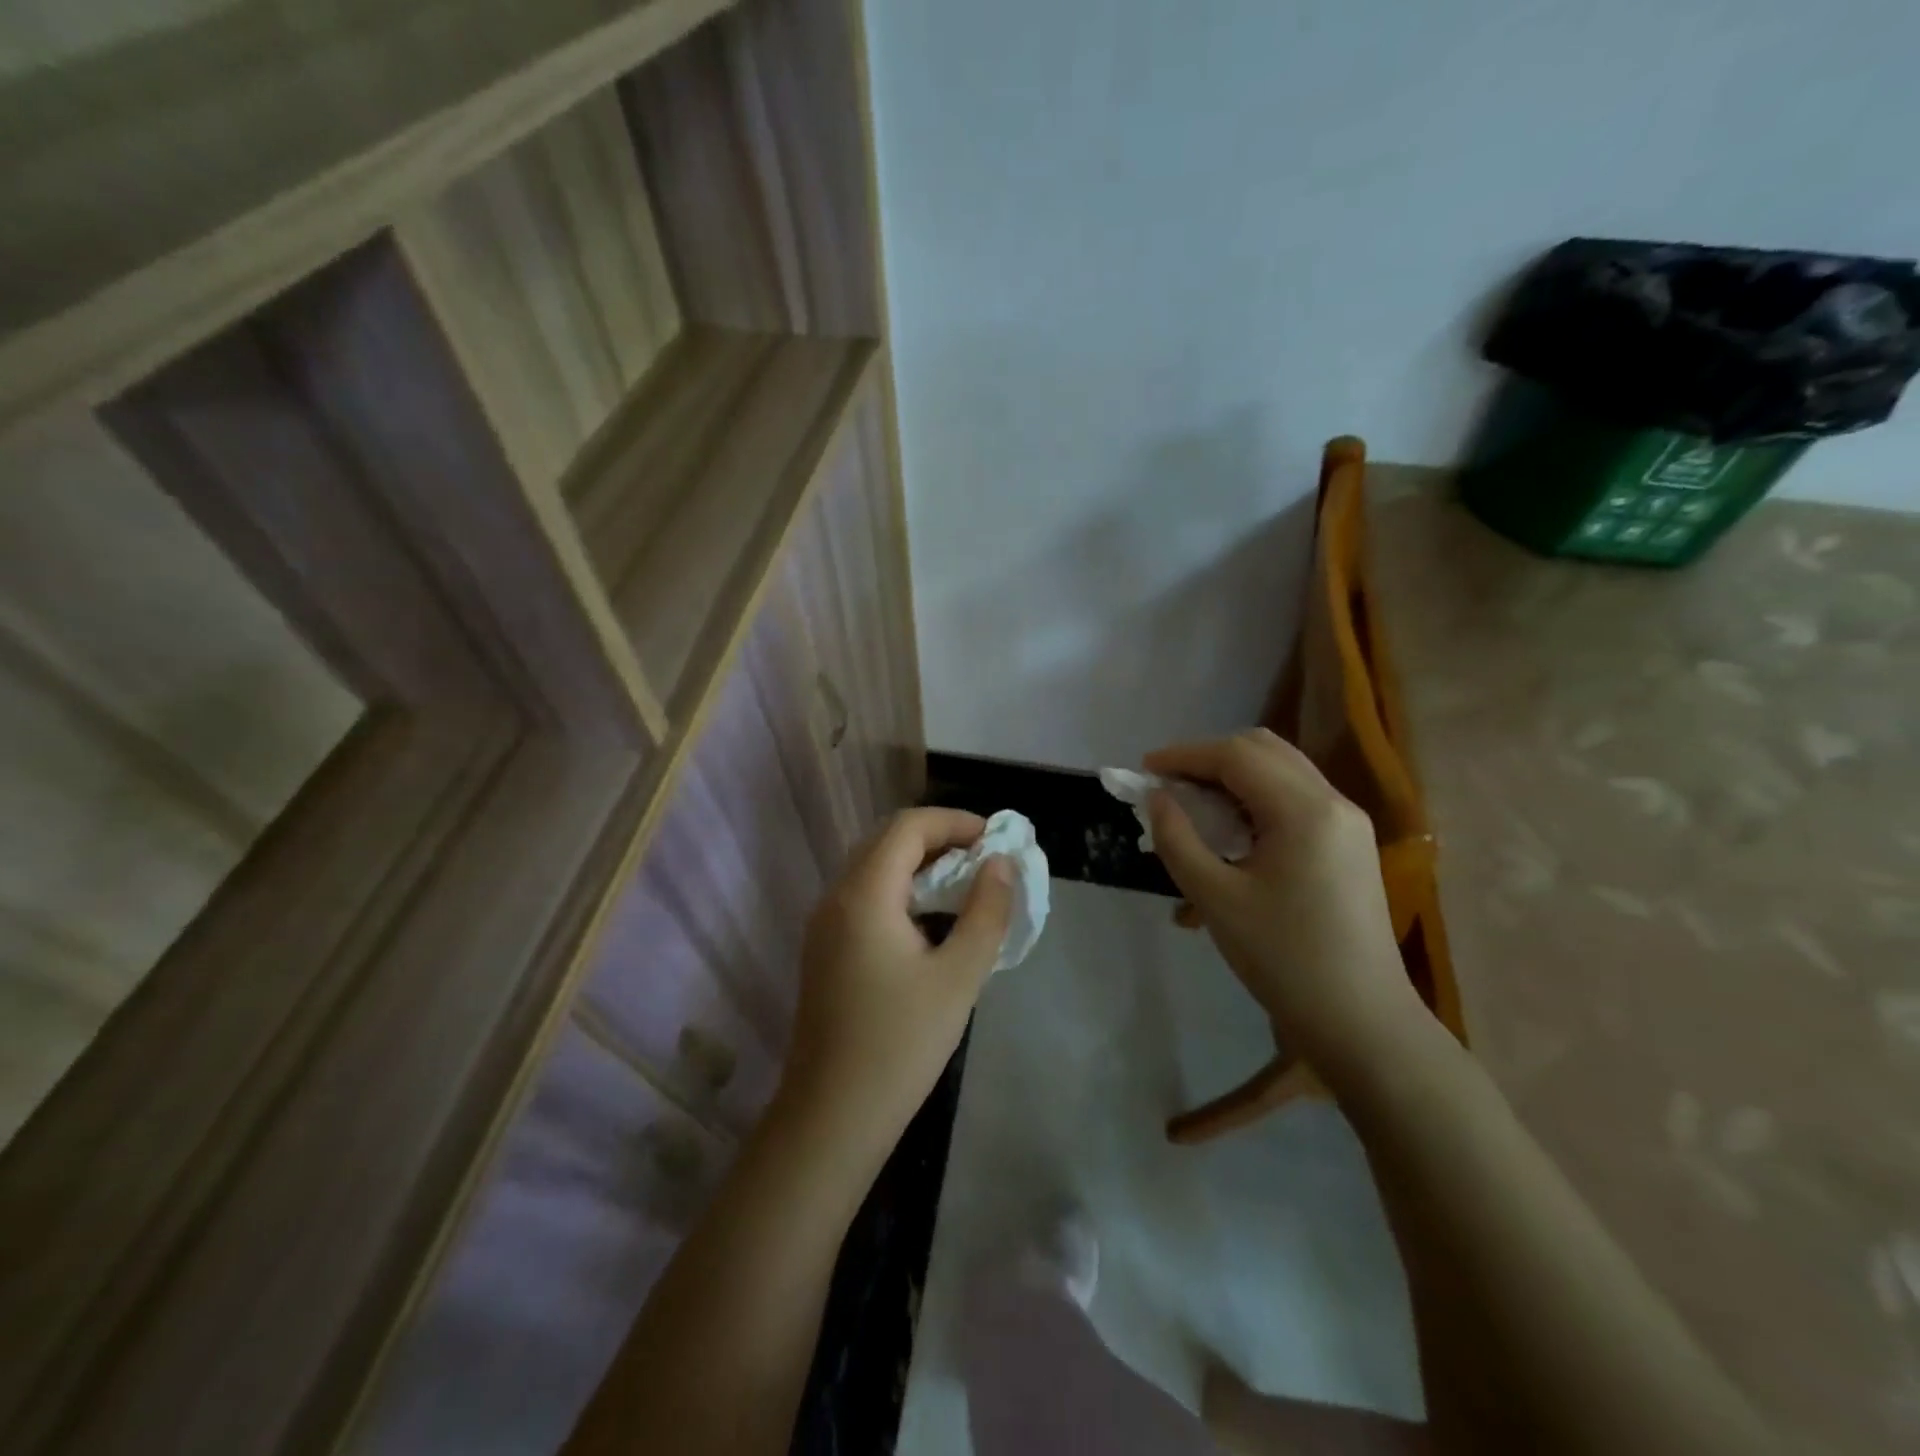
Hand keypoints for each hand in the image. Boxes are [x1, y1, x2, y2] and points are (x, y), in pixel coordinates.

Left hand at [781, 809, 1012, 1152]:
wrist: (831, 1116)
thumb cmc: (900, 1044)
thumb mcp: (958, 976)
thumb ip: (985, 912)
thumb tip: (999, 863)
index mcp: (864, 894)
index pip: (908, 826)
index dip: (955, 822)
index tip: (995, 841)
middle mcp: (836, 897)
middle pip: (888, 841)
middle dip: (940, 839)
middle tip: (985, 861)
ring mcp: (824, 924)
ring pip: (874, 869)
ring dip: (920, 865)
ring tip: (966, 888)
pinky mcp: (824, 949)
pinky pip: (865, 897)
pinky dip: (902, 891)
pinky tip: (931, 922)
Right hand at [1145, 729, 1424, 1077]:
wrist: (1361, 1022)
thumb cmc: (1283, 960)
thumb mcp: (1216, 899)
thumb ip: (1178, 839)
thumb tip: (1157, 797)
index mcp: (1305, 810)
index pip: (1236, 756)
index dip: (1185, 755)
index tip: (1145, 769)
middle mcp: (1334, 802)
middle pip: (1263, 750)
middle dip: (1210, 759)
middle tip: (1170, 787)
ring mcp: (1348, 822)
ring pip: (1282, 770)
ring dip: (1234, 777)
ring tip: (1195, 807)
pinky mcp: (1350, 844)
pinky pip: (1297, 799)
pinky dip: (1257, 799)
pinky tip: (1231, 833)